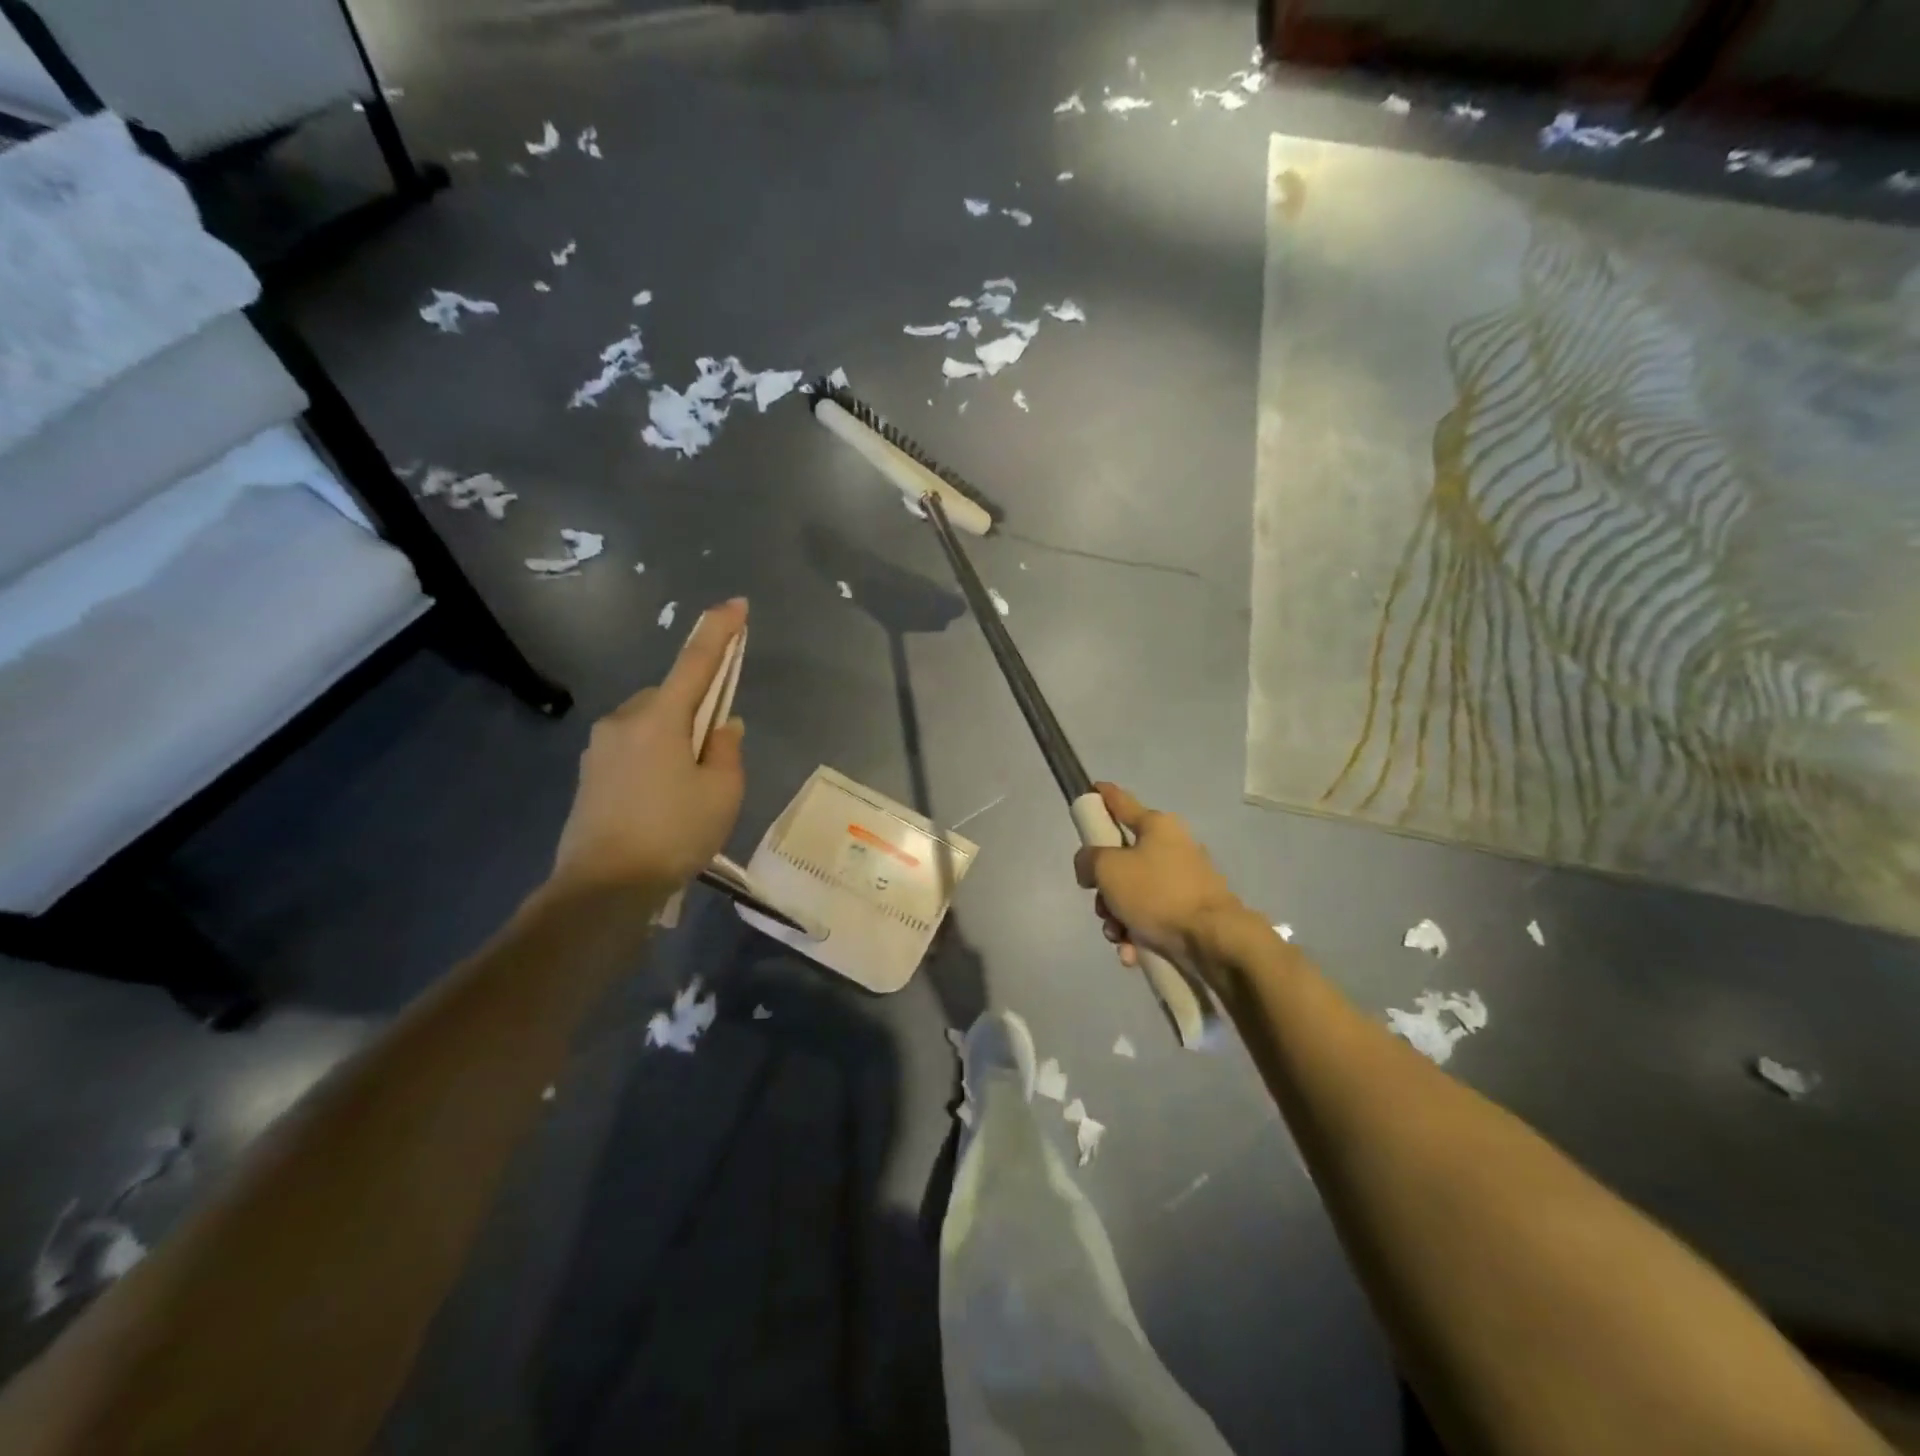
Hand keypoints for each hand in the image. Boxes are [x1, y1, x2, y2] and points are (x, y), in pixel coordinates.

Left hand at [550, 599, 748, 897]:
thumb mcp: (722, 792)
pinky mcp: (590, 773)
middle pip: (672, 697)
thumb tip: (722, 727)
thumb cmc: (673, 833)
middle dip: (696, 711)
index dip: (719, 632)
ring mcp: (600, 747)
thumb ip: (727, 750)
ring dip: (675, 738)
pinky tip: (663, 800)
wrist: (602, 888)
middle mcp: (625, 720)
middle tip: (716, 756)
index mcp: (661, 718)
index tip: (736, 604)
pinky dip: (655, 759)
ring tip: (689, 789)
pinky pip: (633, 748)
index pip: (696, 662)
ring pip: (651, 725)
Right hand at [1073, 783, 1247, 968]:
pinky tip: (1133, 953)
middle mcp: (1171, 847)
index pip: (1121, 802)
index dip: (1103, 795)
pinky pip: (1151, 918)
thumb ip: (1088, 860)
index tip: (1092, 789)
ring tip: (1118, 937)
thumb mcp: (1107, 869)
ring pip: (1133, 893)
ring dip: (1117, 917)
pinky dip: (1137, 934)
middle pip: (1121, 860)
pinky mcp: (1189, 911)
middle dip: (1104, 888)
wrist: (1213, 939)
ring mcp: (1182, 880)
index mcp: (1156, 826)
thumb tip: (1090, 868)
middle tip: (1101, 905)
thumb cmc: (1157, 893)